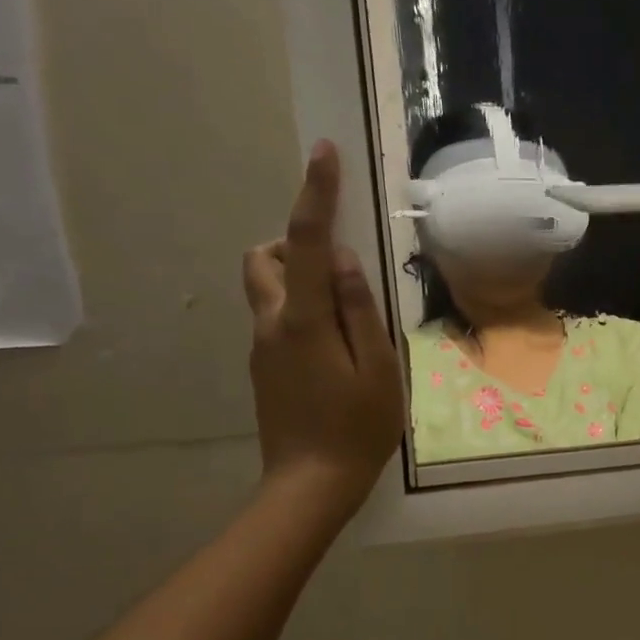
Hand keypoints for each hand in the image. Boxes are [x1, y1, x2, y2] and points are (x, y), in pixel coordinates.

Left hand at [241, 140, 404, 519]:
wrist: (310, 485)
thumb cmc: (358, 428)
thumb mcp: (378, 368)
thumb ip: (359, 309)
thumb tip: (341, 259)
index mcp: (303, 321)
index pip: (304, 242)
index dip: (314, 194)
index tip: (323, 153)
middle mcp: (271, 324)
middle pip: (262, 257)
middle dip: (292, 244)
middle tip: (337, 270)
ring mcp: (261, 346)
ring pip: (266, 287)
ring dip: (297, 278)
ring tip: (345, 315)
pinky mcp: (264, 365)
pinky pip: (277, 318)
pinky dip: (302, 310)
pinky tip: (337, 350)